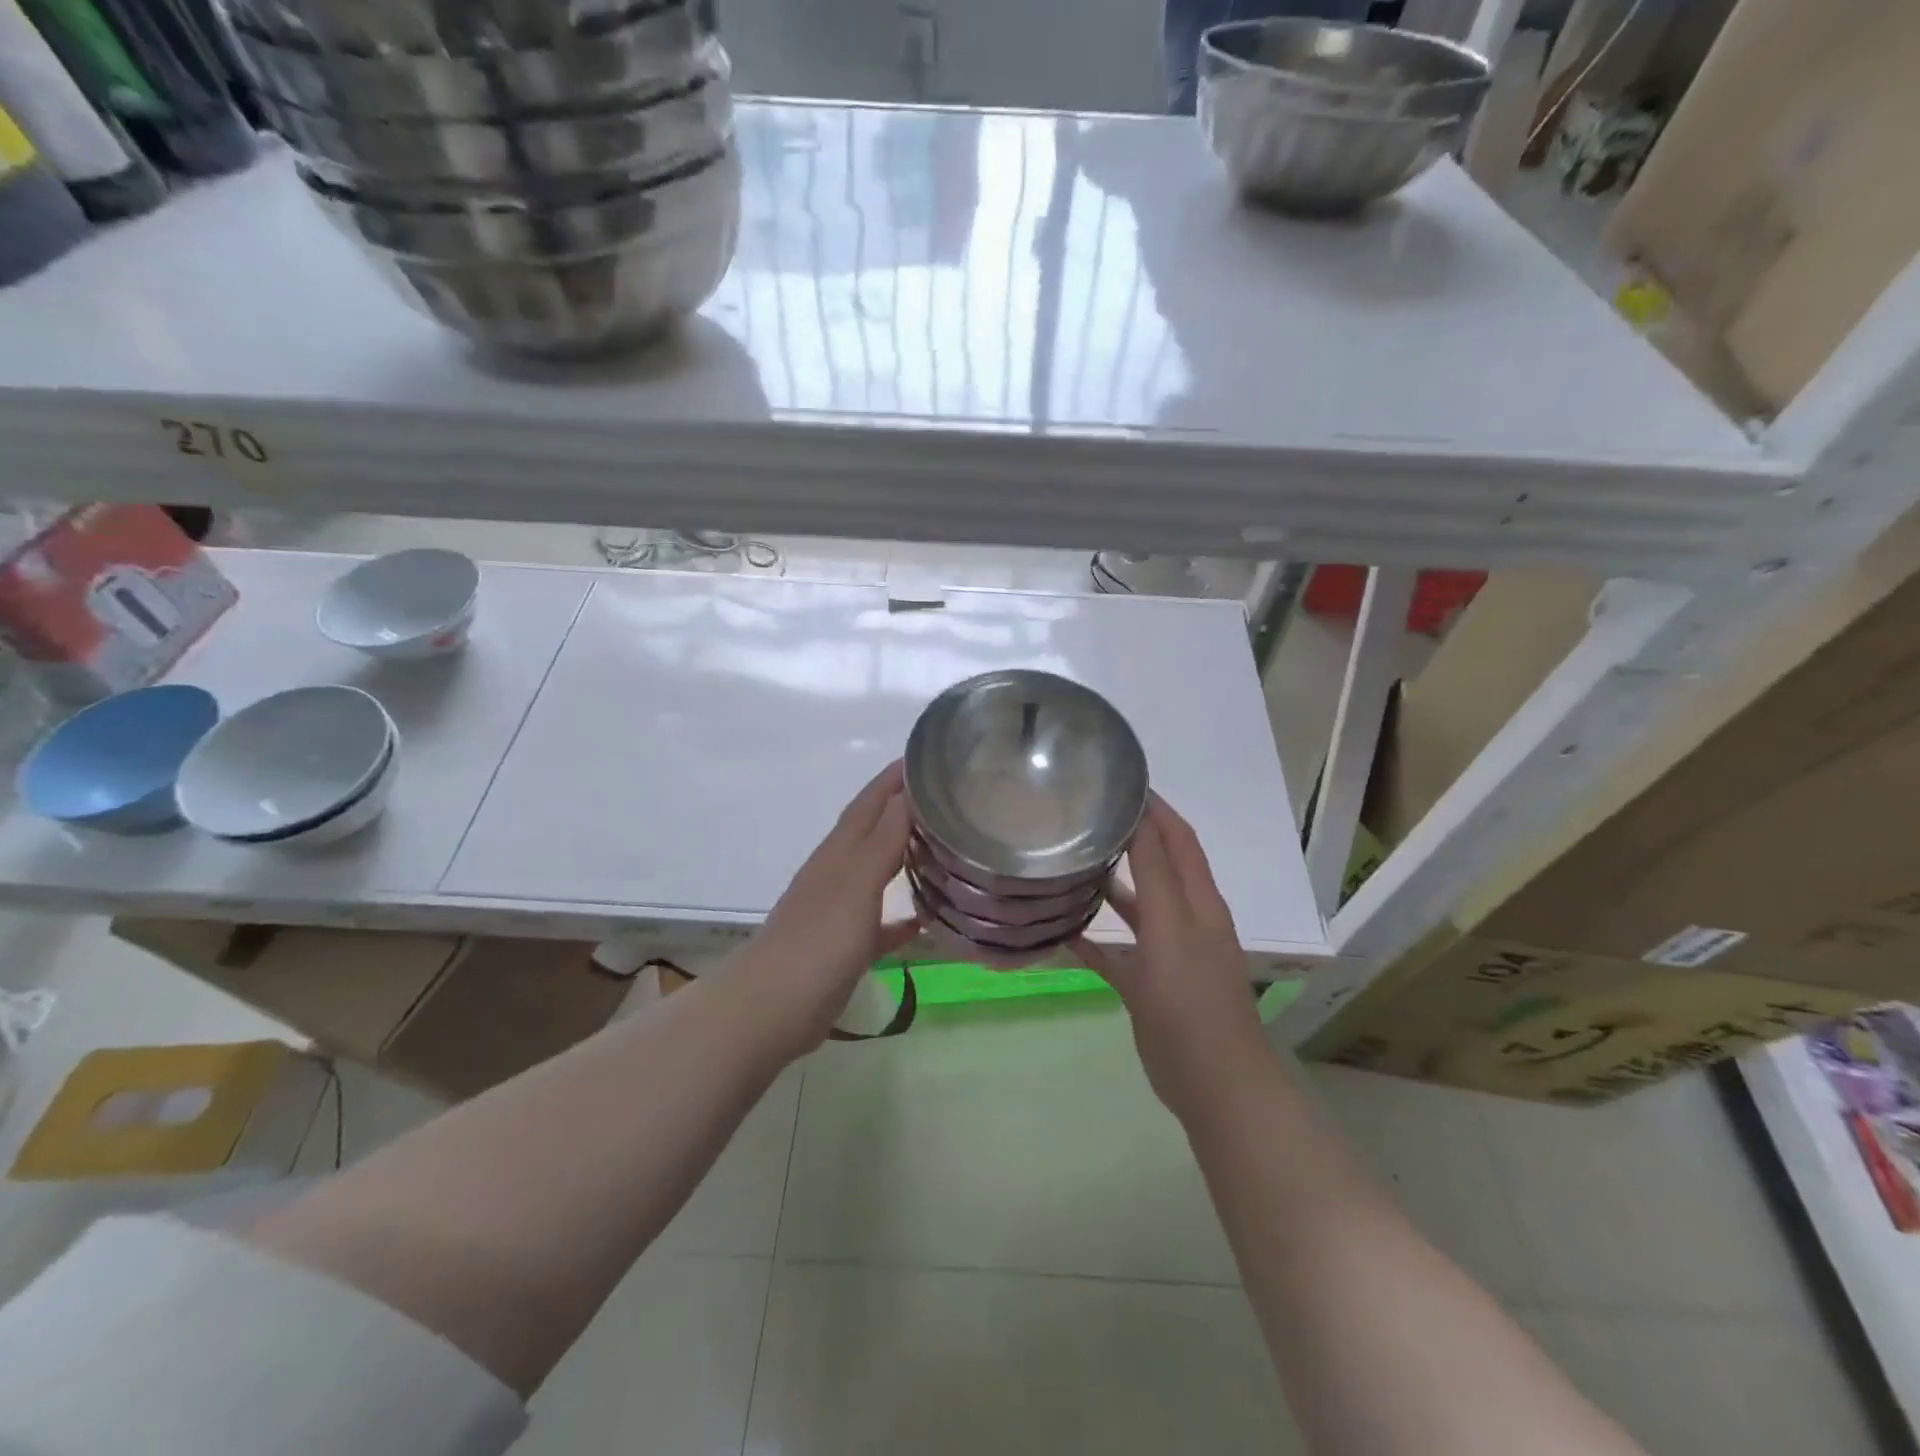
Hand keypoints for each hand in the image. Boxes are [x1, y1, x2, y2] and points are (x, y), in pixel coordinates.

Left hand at [730, 761, 919, 1056]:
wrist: (773, 1007)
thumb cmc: (819, 940)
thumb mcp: (856, 884)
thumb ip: (883, 840)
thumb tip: (905, 793)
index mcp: (840, 852)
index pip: (870, 802)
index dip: (894, 779)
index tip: (926, 757)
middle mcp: (838, 872)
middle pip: (874, 831)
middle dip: (903, 809)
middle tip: (946, 798)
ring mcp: (840, 910)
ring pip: (878, 872)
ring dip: (904, 857)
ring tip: (942, 848)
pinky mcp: (845, 946)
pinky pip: (880, 922)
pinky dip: (901, 916)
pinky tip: (926, 920)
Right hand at [1077, 794, 1270, 1117]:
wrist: (1212, 1085)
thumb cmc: (1192, 1002)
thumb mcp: (1172, 930)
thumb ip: (1156, 874)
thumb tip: (1141, 816)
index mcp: (1199, 902)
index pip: (1179, 839)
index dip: (1157, 809)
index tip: (1120, 781)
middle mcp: (1185, 920)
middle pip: (1159, 866)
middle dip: (1131, 838)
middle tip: (1086, 817)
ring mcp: (1167, 954)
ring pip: (1137, 907)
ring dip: (1111, 884)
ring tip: (1071, 862)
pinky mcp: (1149, 985)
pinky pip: (1118, 952)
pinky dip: (1095, 939)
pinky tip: (1063, 930)